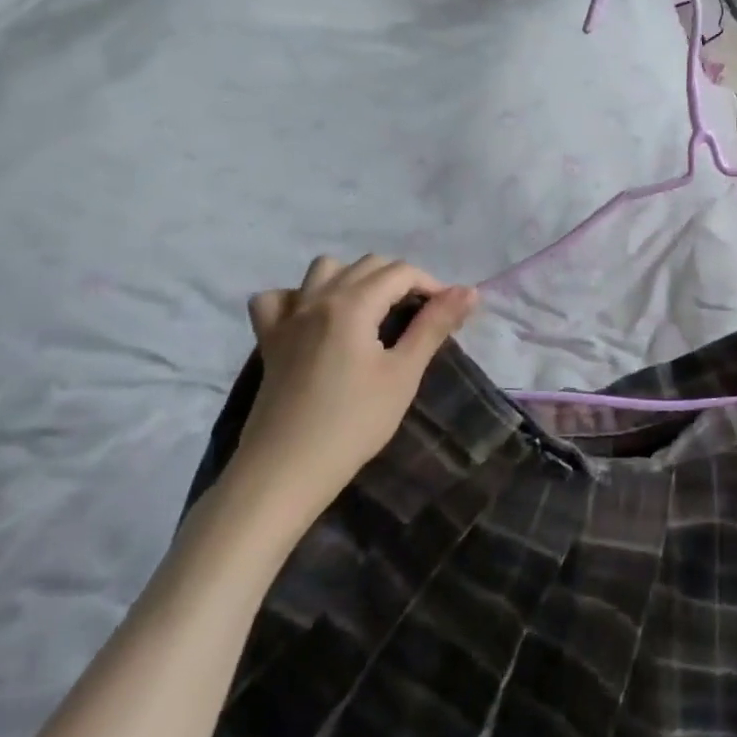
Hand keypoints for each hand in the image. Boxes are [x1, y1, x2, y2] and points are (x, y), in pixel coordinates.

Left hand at [225, 255, 477, 532]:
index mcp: (352, 304)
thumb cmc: (354, 423)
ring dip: (354, 278)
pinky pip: (278, 299)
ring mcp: (287, 318)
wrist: (285, 471)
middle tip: (420, 316)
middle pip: (367, 265)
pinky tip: (315, 320)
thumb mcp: (403, 374)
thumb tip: (468, 291)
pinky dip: (299, 298)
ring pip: (323, 270)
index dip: (432, 286)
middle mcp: (317, 298)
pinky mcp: (268, 340)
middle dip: (400, 280)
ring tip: (372, 311)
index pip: (400, 272)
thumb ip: (434, 326)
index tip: (448, 315)